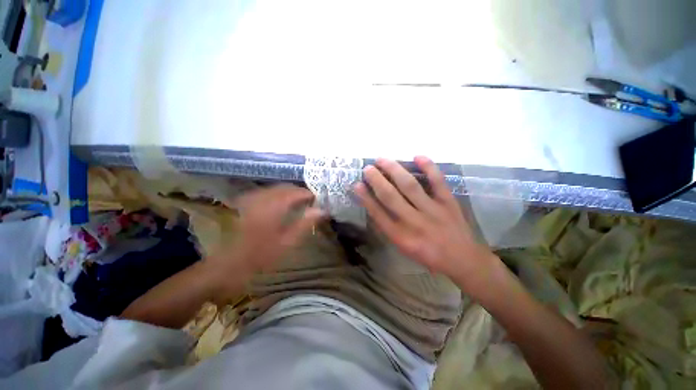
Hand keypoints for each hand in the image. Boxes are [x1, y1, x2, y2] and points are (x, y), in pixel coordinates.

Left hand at [204, 184, 324, 295]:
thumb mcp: (288, 243)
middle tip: (311, 202)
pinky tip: (282, 204)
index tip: (318, 201)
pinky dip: (279, 194)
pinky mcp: (248, 203)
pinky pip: (267, 192)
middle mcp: (263, 198)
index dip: (309, 194)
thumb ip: (306, 224)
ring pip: (276, 188)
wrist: (229, 264)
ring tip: (299, 202)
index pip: (296, 192)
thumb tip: (322, 210)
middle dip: (300, 192)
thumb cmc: (261, 256)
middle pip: (286, 187)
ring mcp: (253, 199)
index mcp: (274, 207)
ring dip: (290, 192)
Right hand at [353, 157, 497, 292]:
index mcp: (400, 236)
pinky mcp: (448, 202)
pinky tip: (417, 156)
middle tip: (367, 168)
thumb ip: (389, 227)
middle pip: (390, 196)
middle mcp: (413, 222)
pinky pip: (437, 182)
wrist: (462, 259)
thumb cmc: (428, 255)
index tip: (357, 184)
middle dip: (376, 180)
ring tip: (382, 160)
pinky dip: (428, 167)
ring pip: (409, 185)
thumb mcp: (403, 247)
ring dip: (394, 170)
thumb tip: (375, 205)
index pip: (377, 213)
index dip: (365, 197)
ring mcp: (432, 210)